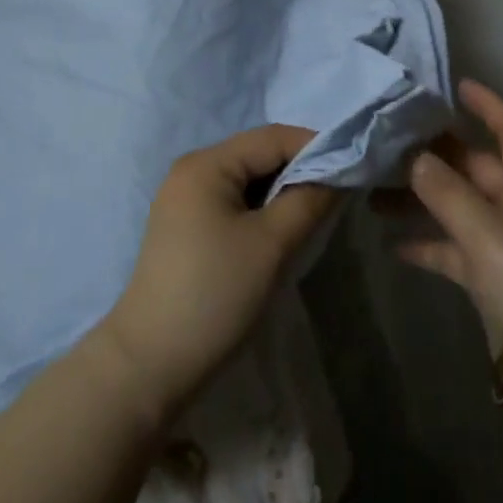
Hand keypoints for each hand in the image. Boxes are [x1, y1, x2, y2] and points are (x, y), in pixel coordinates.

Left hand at [101, 126, 336, 422]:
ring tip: (313, 215)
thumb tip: (338, 172)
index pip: (273, 137)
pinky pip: (235, 202)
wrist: (150, 365)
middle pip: (259, 154)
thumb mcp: (272, 244)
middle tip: (336, 196)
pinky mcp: (186, 227)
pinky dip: (262, 210)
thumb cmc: (215, 295)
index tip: (352, 170)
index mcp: (207, 164)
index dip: (315, 148)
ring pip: (249, 180)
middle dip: (300, 171)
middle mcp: (192, 170)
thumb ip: (309, 199)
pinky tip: (280, 233)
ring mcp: (185, 199)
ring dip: (282, 192)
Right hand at [391, 80, 502, 395]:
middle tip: (388, 144)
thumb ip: (445, 191)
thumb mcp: (484, 229)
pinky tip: (392, 245)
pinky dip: (426, 244)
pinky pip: (452, 250)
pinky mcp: (490, 278)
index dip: (487, 104)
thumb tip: (414, 157)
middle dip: (433, 155)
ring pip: (455, 207)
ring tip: (374, 195)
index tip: (455, 86)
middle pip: (473, 167)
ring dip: (420, 200)